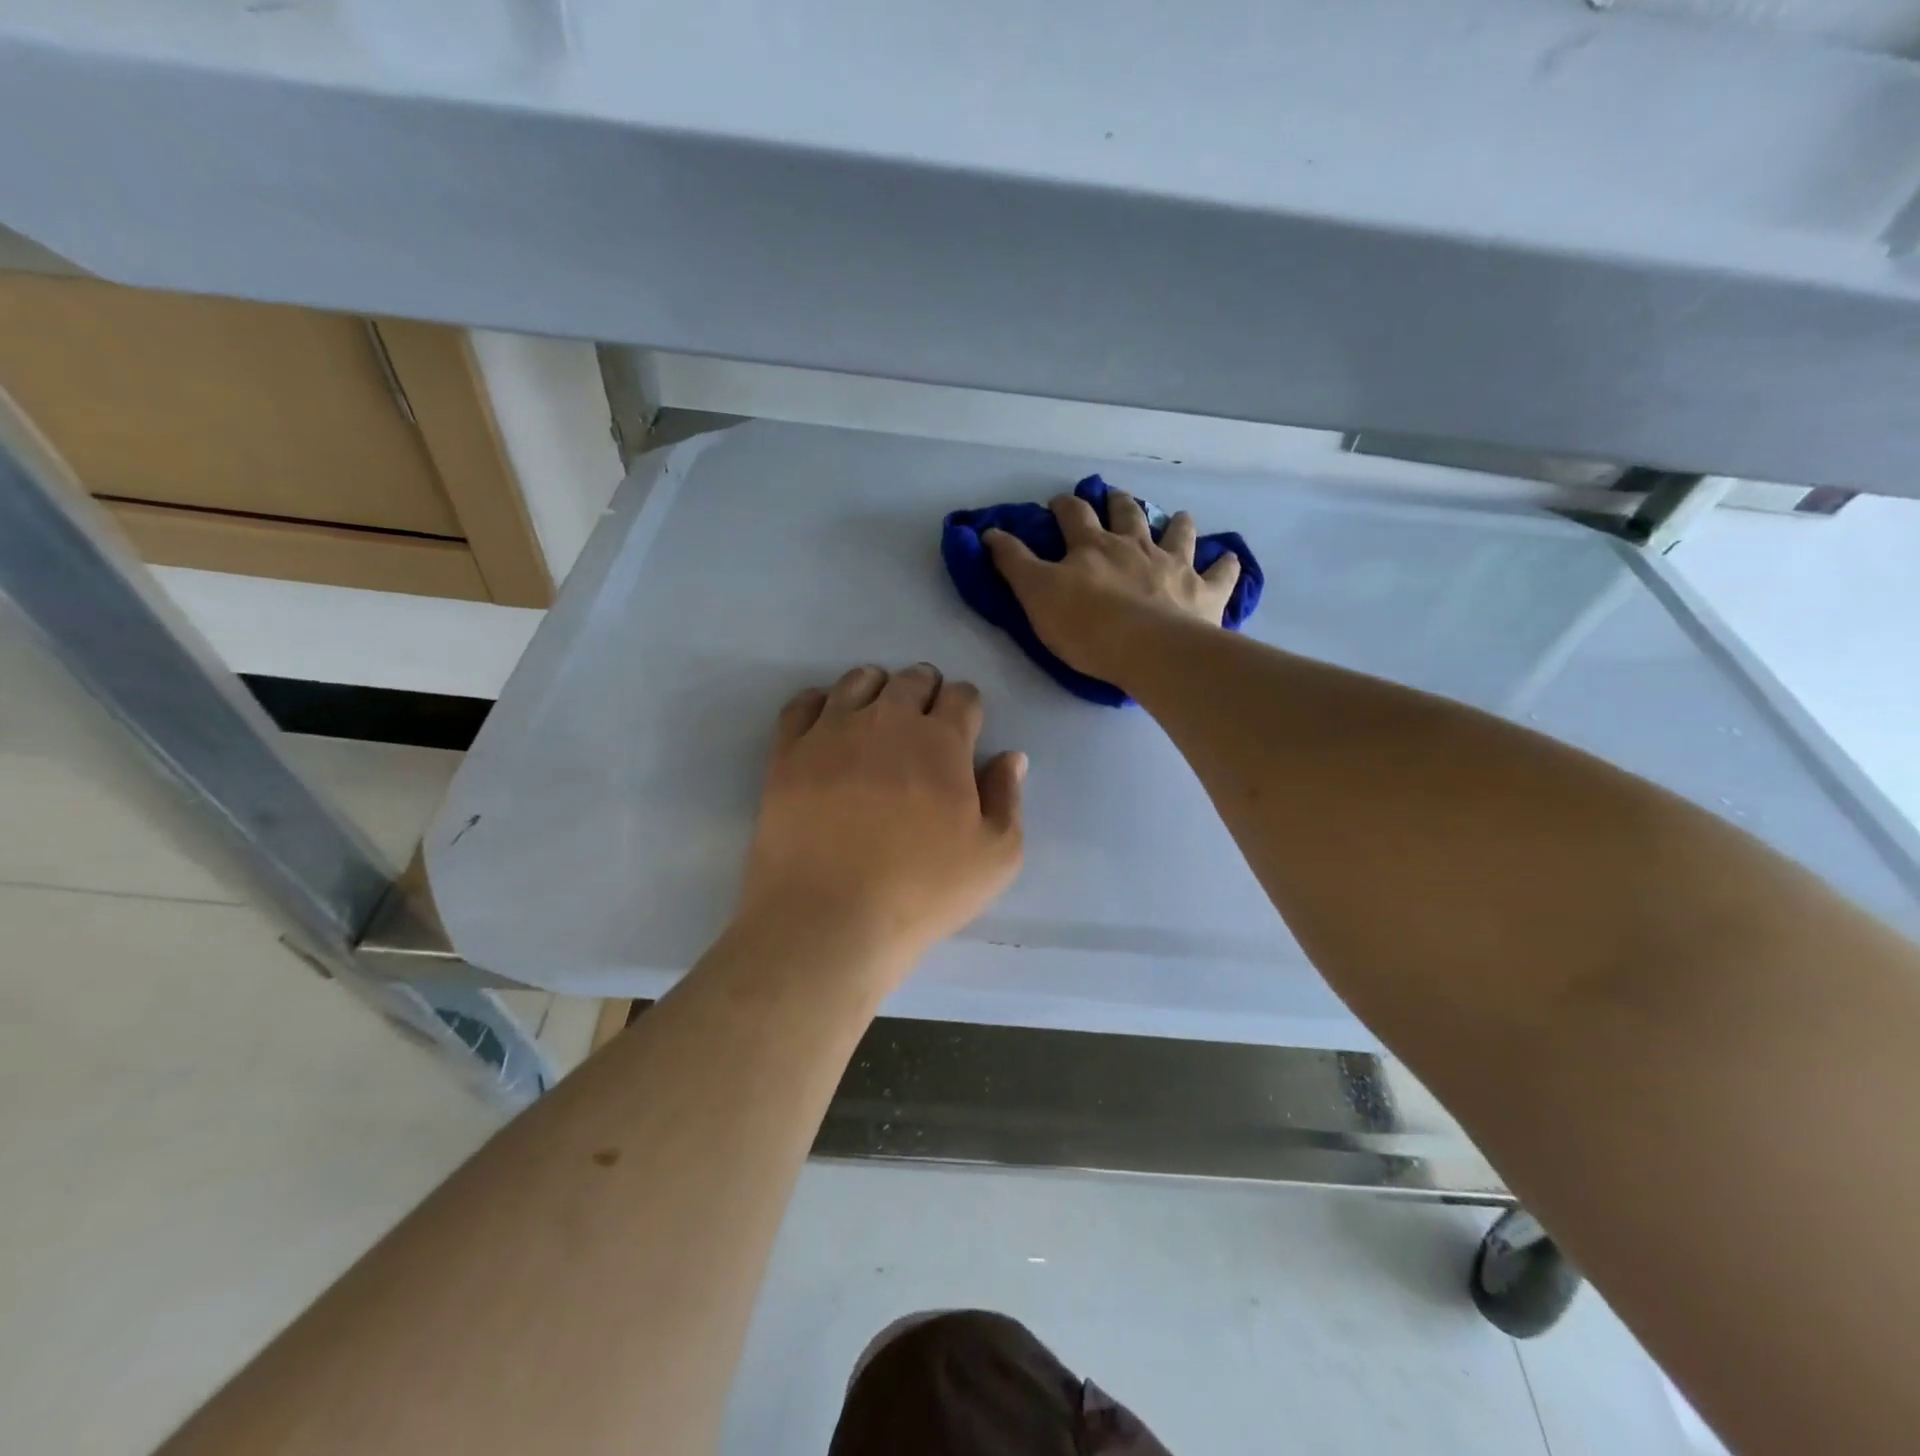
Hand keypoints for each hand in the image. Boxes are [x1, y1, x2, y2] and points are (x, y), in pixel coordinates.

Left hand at [738, 664, 1025, 982]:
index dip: (967, 708)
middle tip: (923, 726)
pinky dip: (821, 703)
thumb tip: (1010, 757)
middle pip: (913, 678)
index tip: (964, 731)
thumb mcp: (995, 857)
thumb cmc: (921, 891)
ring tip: (877, 719)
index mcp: (941, 740)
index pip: (962, 695)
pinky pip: (803, 703)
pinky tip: (827, 725)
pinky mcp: (788, 751)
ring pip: (859, 680)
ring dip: (878, 689)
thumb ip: (1007, 798)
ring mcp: (832, 730)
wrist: (828, 917)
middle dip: (926, 692)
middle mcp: (887, 719)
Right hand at [984, 491, 1239, 686]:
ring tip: (1178, 518)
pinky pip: (1221, 573)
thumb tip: (989, 532)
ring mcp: (1175, 565)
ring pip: (1178, 533)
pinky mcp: (1204, 592)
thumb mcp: (1036, 595)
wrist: (1149, 650)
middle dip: (1119, 504)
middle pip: (1128, 514)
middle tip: (1116, 499)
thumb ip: (1013, 563)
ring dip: (1177, 523)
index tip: (1057, 503)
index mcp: (1093, 546)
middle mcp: (1136, 546)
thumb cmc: (1086, 625)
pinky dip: (1225, 565)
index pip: (1073, 515)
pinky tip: (1229, 560)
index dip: (1063, 506)